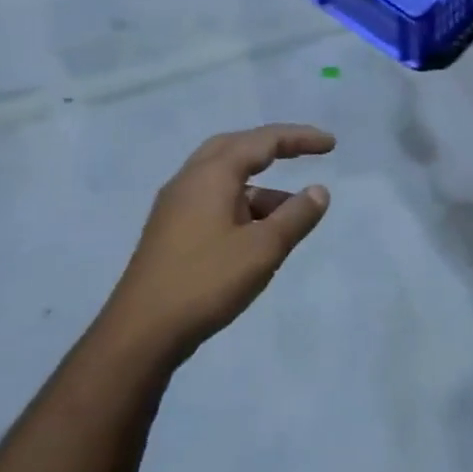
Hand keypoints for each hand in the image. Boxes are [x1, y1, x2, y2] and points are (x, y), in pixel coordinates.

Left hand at [103, 124, 334, 361]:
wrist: (141, 333)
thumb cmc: (206, 282)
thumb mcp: (263, 249)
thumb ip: (296, 216)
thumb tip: (318, 191)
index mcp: (210, 176)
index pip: (261, 141)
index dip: (299, 138)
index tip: (331, 144)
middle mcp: (189, 182)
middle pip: (236, 147)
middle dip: (274, 147)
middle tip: (306, 153)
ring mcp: (176, 207)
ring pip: (225, 178)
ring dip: (261, 185)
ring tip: (293, 212)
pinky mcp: (172, 232)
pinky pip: (215, 201)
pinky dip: (244, 204)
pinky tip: (261, 233)